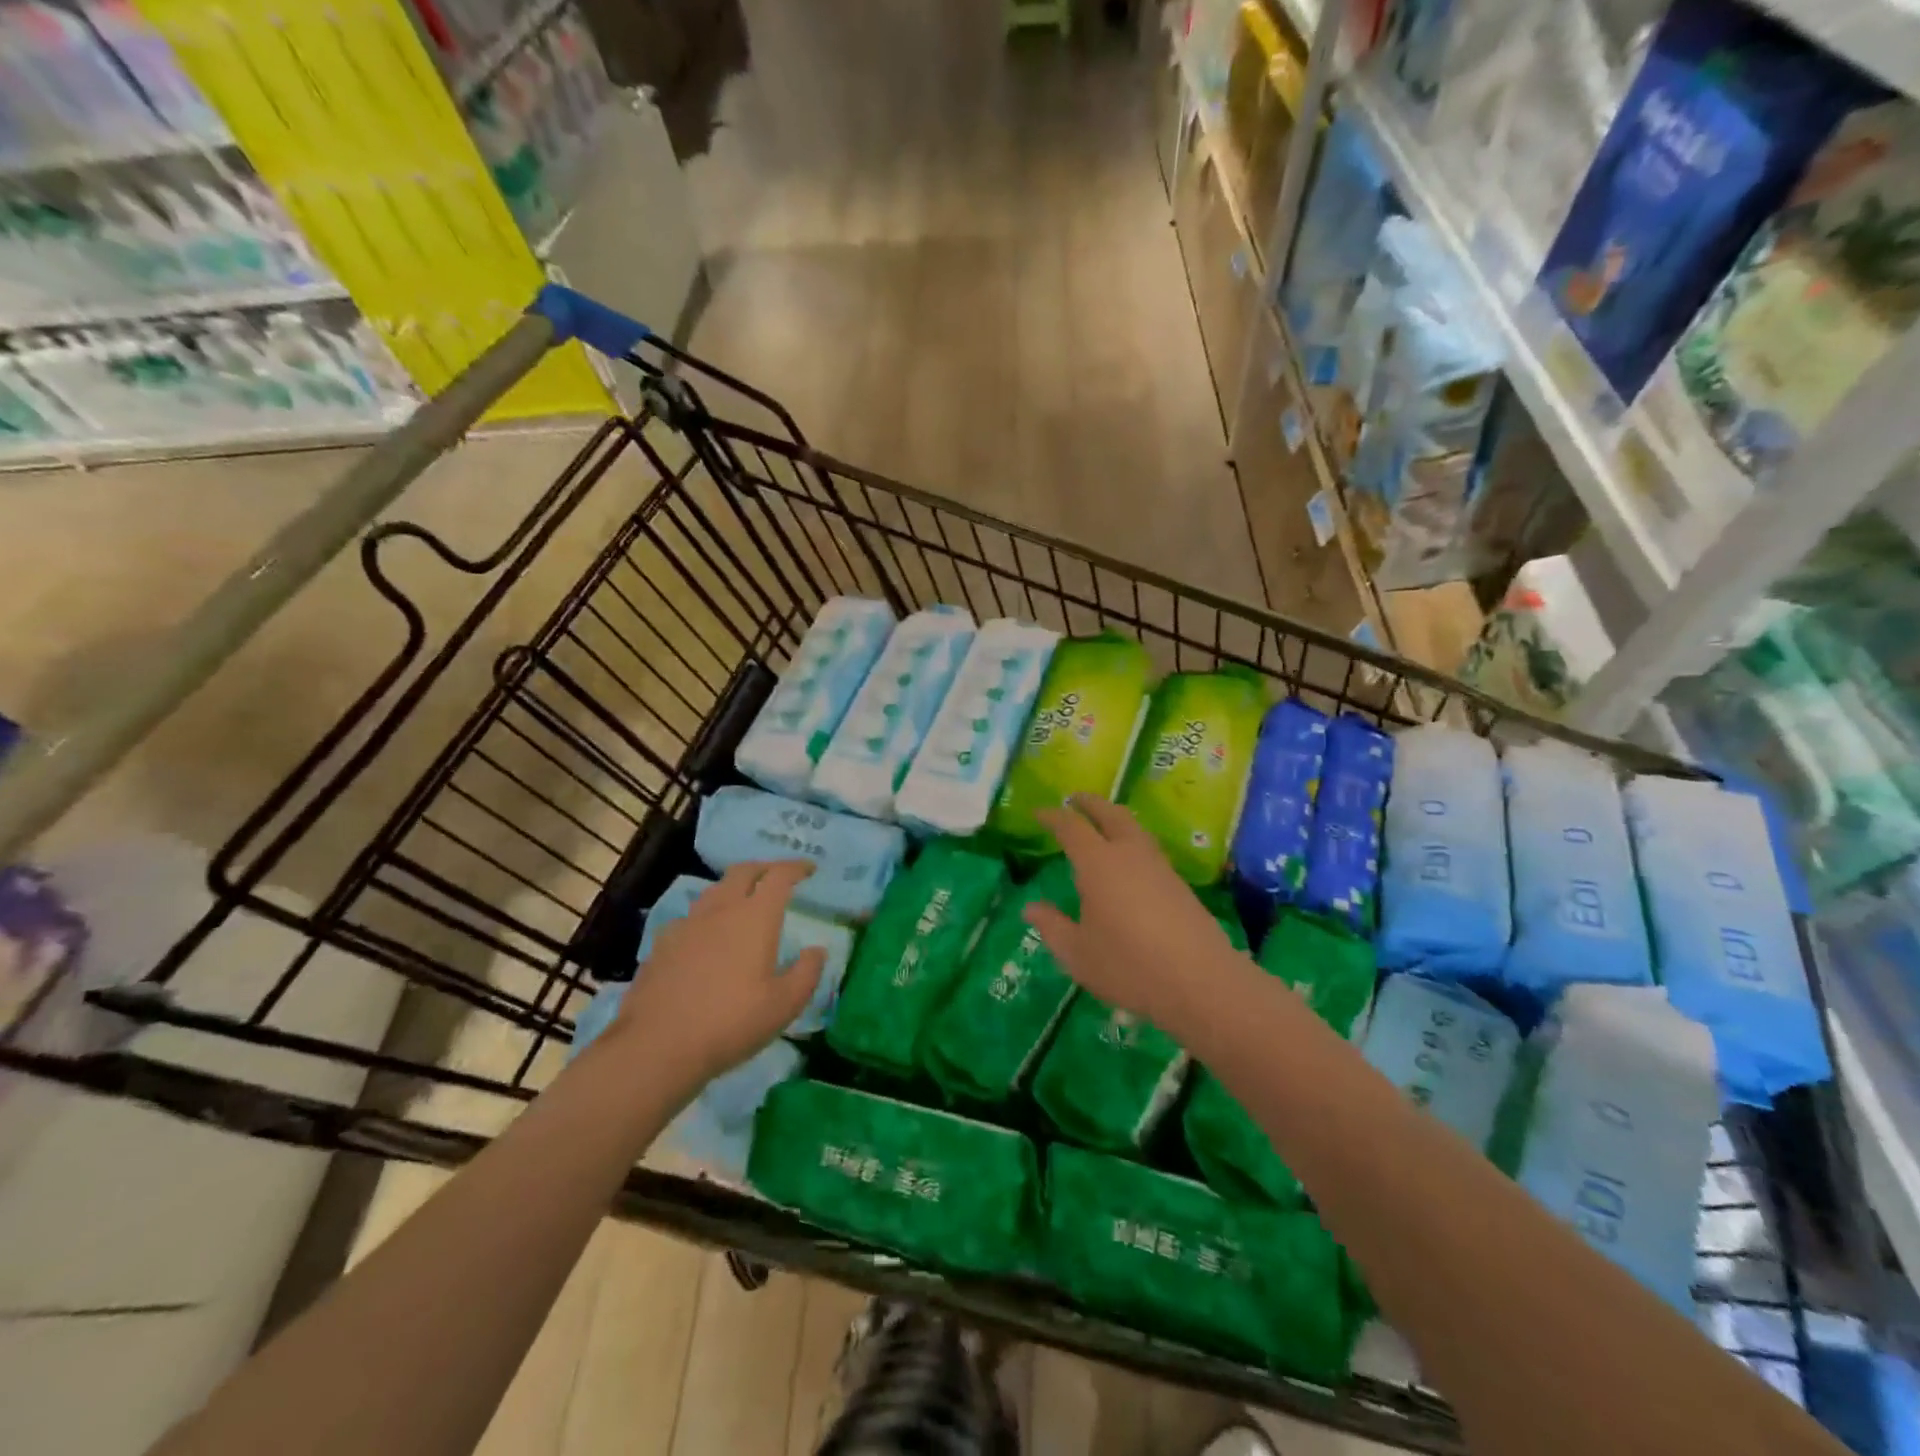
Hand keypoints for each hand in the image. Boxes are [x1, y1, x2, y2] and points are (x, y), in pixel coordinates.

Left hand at [608, 861, 825, 1094]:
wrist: (657, 1046)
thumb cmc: (731, 1022)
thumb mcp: (784, 1005)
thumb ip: (807, 972)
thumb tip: (816, 950)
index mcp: (755, 917)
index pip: (779, 876)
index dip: (796, 868)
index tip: (809, 869)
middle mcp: (721, 910)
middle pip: (743, 871)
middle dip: (764, 868)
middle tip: (777, 877)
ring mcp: (687, 924)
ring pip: (714, 890)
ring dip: (734, 888)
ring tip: (743, 903)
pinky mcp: (662, 944)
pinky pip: (691, 917)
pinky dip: (707, 916)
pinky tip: (706, 937)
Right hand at [1023, 796, 1248, 1045]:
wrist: (1201, 982)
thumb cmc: (1129, 966)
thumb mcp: (1077, 954)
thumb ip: (1052, 926)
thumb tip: (1031, 908)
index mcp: (1098, 863)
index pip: (1071, 827)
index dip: (1053, 816)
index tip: (1039, 812)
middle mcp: (1129, 854)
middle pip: (1110, 814)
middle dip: (1090, 803)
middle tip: (1074, 800)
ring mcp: (1159, 867)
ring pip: (1134, 828)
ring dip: (1115, 818)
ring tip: (1102, 825)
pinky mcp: (1179, 884)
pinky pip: (1148, 848)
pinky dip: (1131, 840)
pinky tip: (1128, 862)